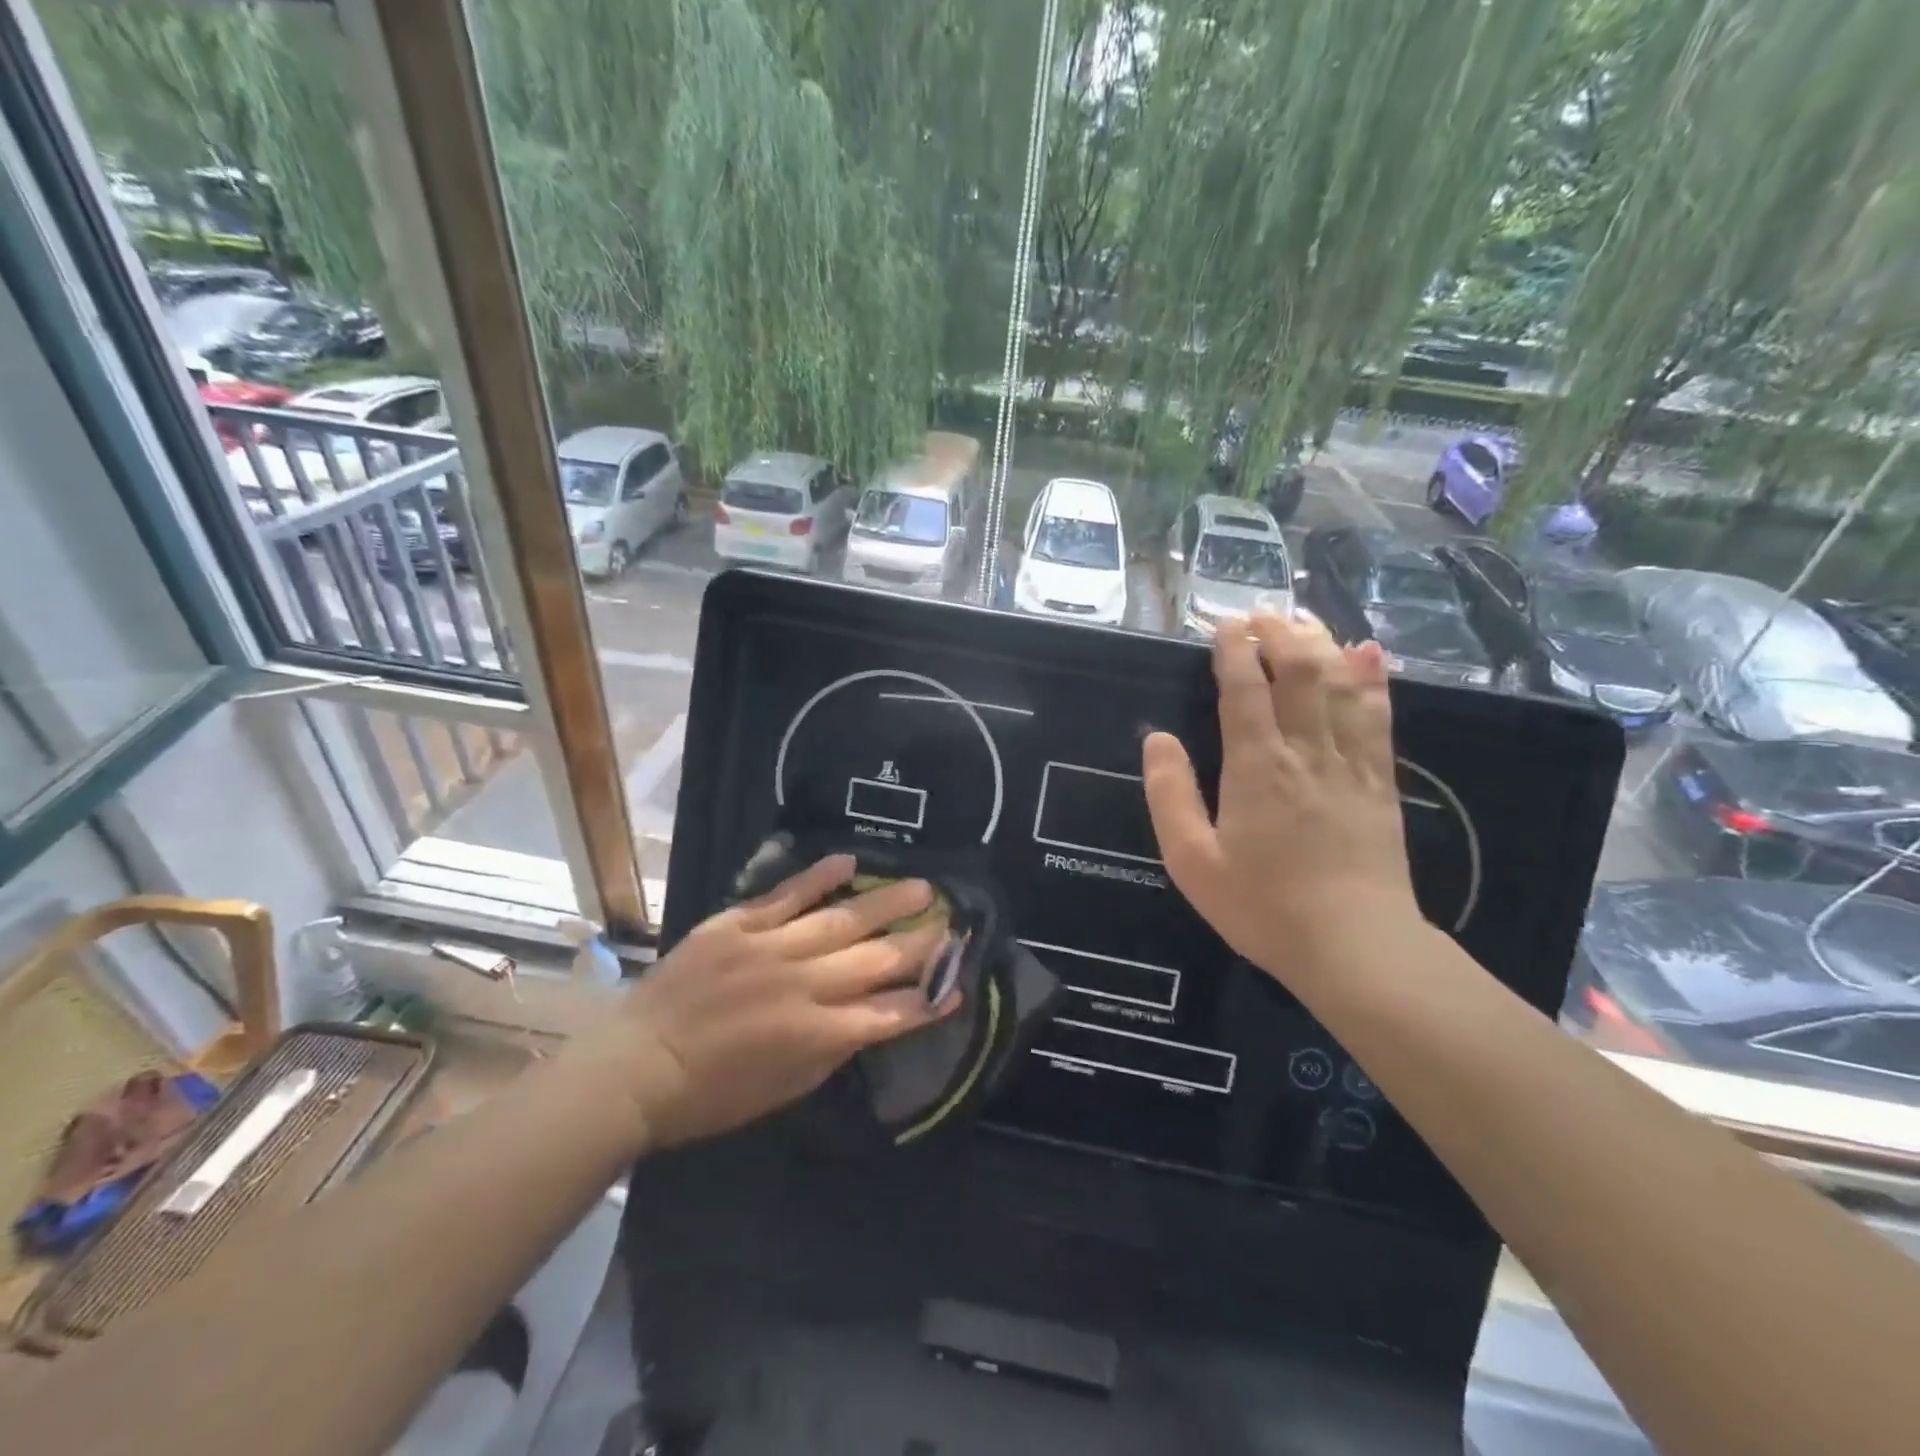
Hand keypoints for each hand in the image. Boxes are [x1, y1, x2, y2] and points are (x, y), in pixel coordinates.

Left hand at [567, 856, 955, 1149]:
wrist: (638, 1065)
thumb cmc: (713, 1093)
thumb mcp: (785, 1088)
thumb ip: (833, 1048)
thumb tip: (872, 1015)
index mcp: (817, 1034)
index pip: (889, 1013)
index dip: (927, 1000)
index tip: (956, 985)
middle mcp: (804, 985)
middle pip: (877, 959)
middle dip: (920, 943)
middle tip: (950, 922)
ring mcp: (771, 948)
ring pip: (842, 919)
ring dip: (887, 902)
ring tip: (922, 887)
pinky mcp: (738, 924)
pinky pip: (787, 895)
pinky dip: (820, 876)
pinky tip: (850, 860)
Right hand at [1142, 612, 1422, 983]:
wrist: (1355, 946)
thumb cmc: (1262, 907)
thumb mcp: (1192, 860)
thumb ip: (1169, 795)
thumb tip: (1156, 739)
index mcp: (1256, 766)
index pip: (1244, 690)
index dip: (1234, 651)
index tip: (1224, 625)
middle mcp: (1305, 751)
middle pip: (1298, 672)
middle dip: (1278, 635)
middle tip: (1260, 616)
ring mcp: (1350, 763)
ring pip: (1339, 685)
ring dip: (1320, 644)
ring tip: (1302, 620)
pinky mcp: (1380, 781)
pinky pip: (1378, 716)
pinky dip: (1371, 679)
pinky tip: (1367, 653)